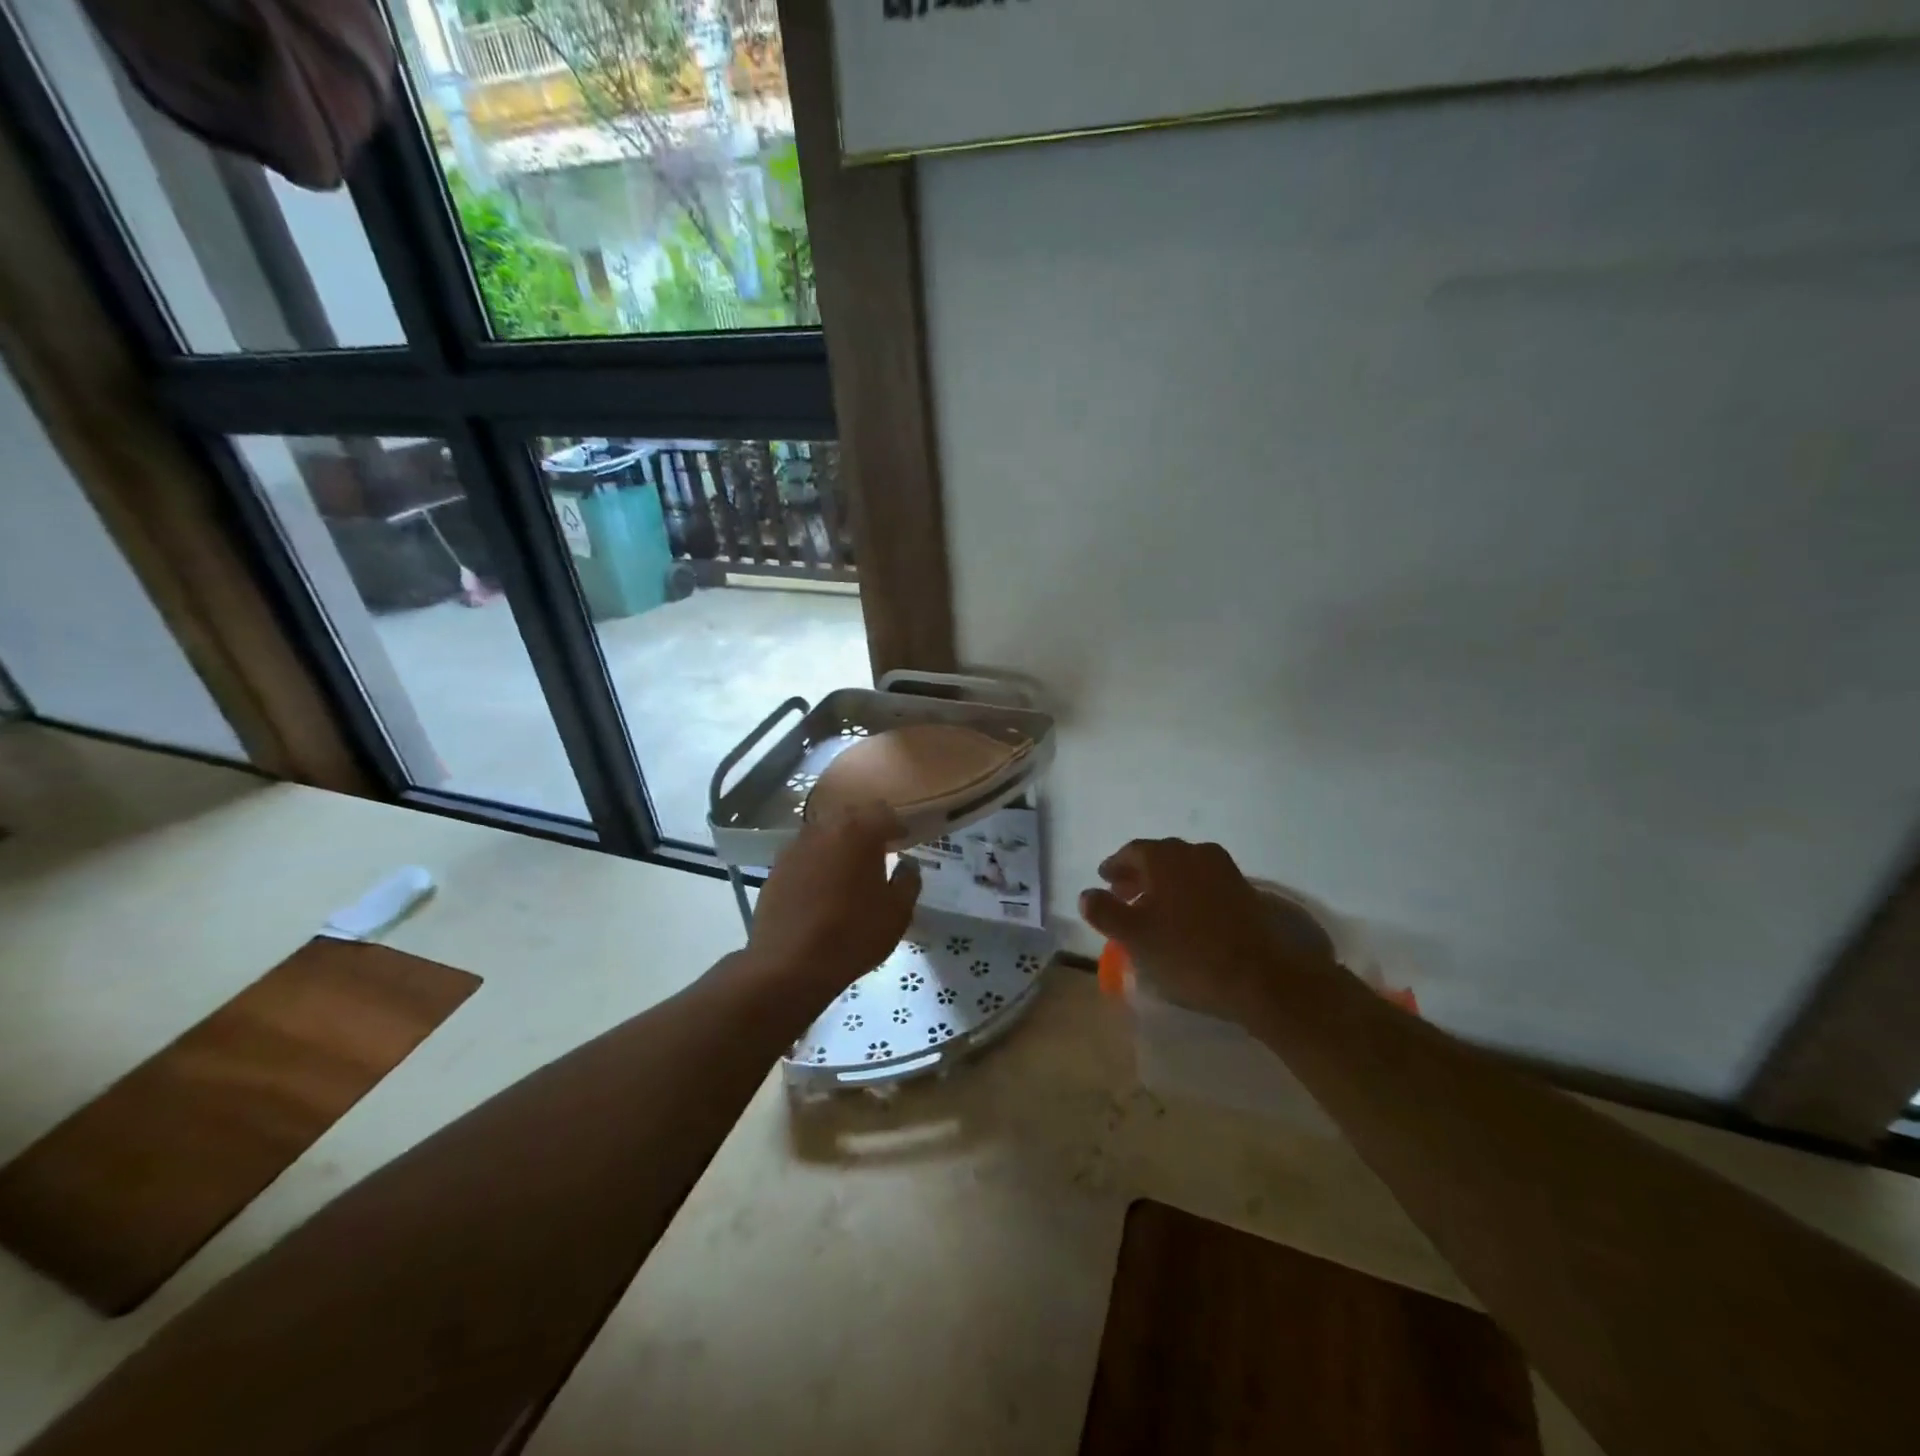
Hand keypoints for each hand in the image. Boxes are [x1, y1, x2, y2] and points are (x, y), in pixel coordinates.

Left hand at [749, 801, 921, 994]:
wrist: (789, 965)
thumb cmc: (853, 935)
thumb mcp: (897, 913)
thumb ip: (908, 881)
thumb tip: (907, 864)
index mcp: (858, 831)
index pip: (883, 812)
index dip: (896, 825)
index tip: (904, 841)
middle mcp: (824, 829)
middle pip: (850, 817)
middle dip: (866, 830)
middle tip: (878, 852)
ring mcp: (794, 847)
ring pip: (823, 835)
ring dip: (838, 845)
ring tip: (848, 870)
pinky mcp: (775, 869)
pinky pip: (804, 856)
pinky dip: (816, 864)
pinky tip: (821, 888)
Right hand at [1080, 839, 1336, 1025]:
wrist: (1262, 976)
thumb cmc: (1189, 953)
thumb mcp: (1136, 937)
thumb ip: (1105, 912)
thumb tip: (1086, 895)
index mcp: (1165, 857)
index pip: (1132, 852)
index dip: (1115, 866)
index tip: (1104, 882)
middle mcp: (1195, 853)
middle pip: (1159, 857)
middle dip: (1139, 874)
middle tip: (1124, 895)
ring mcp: (1224, 870)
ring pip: (1184, 869)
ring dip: (1164, 884)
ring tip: (1153, 909)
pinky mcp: (1245, 891)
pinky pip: (1204, 883)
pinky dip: (1187, 893)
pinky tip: (1185, 918)